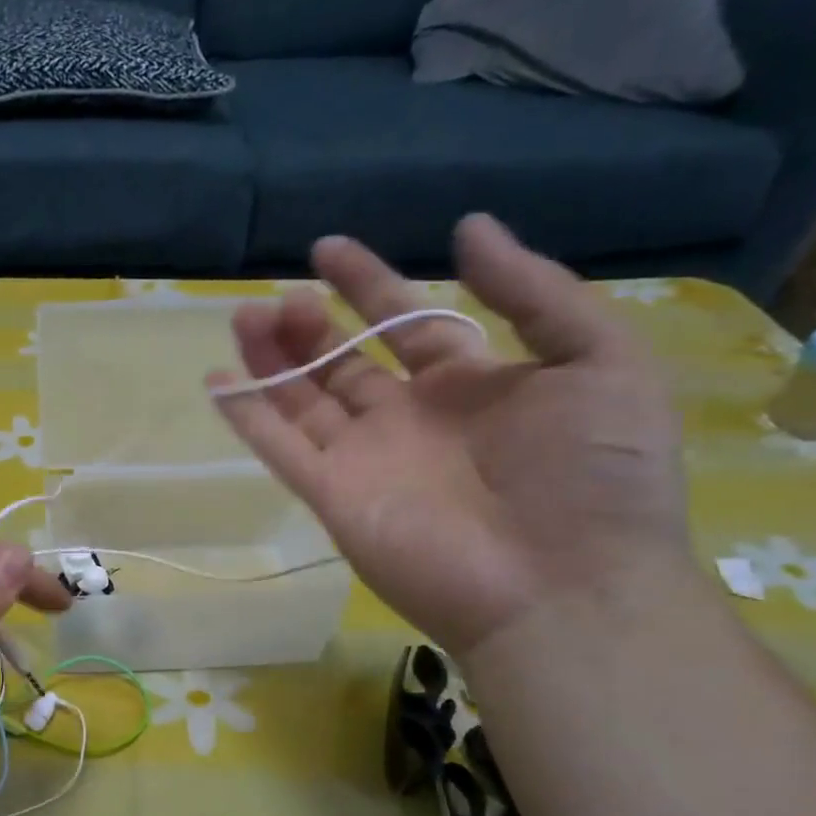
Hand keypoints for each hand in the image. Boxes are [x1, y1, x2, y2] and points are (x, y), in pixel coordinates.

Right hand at [212, 215, 689, 656]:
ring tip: (246, 319)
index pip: (405, 322)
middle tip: (283, 298)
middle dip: (311, 326)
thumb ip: (533, 290)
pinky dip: (247, 416)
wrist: (565, 589)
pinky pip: (280, 449)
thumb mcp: (598, 359)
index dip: (367, 284)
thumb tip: (467, 227)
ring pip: (303, 399)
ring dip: (272, 359)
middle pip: (343, 362)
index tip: (326, 249)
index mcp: (470, 386)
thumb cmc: (596, 475)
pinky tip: (217, 380)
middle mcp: (408, 420)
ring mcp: (366, 460)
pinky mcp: (332, 497)